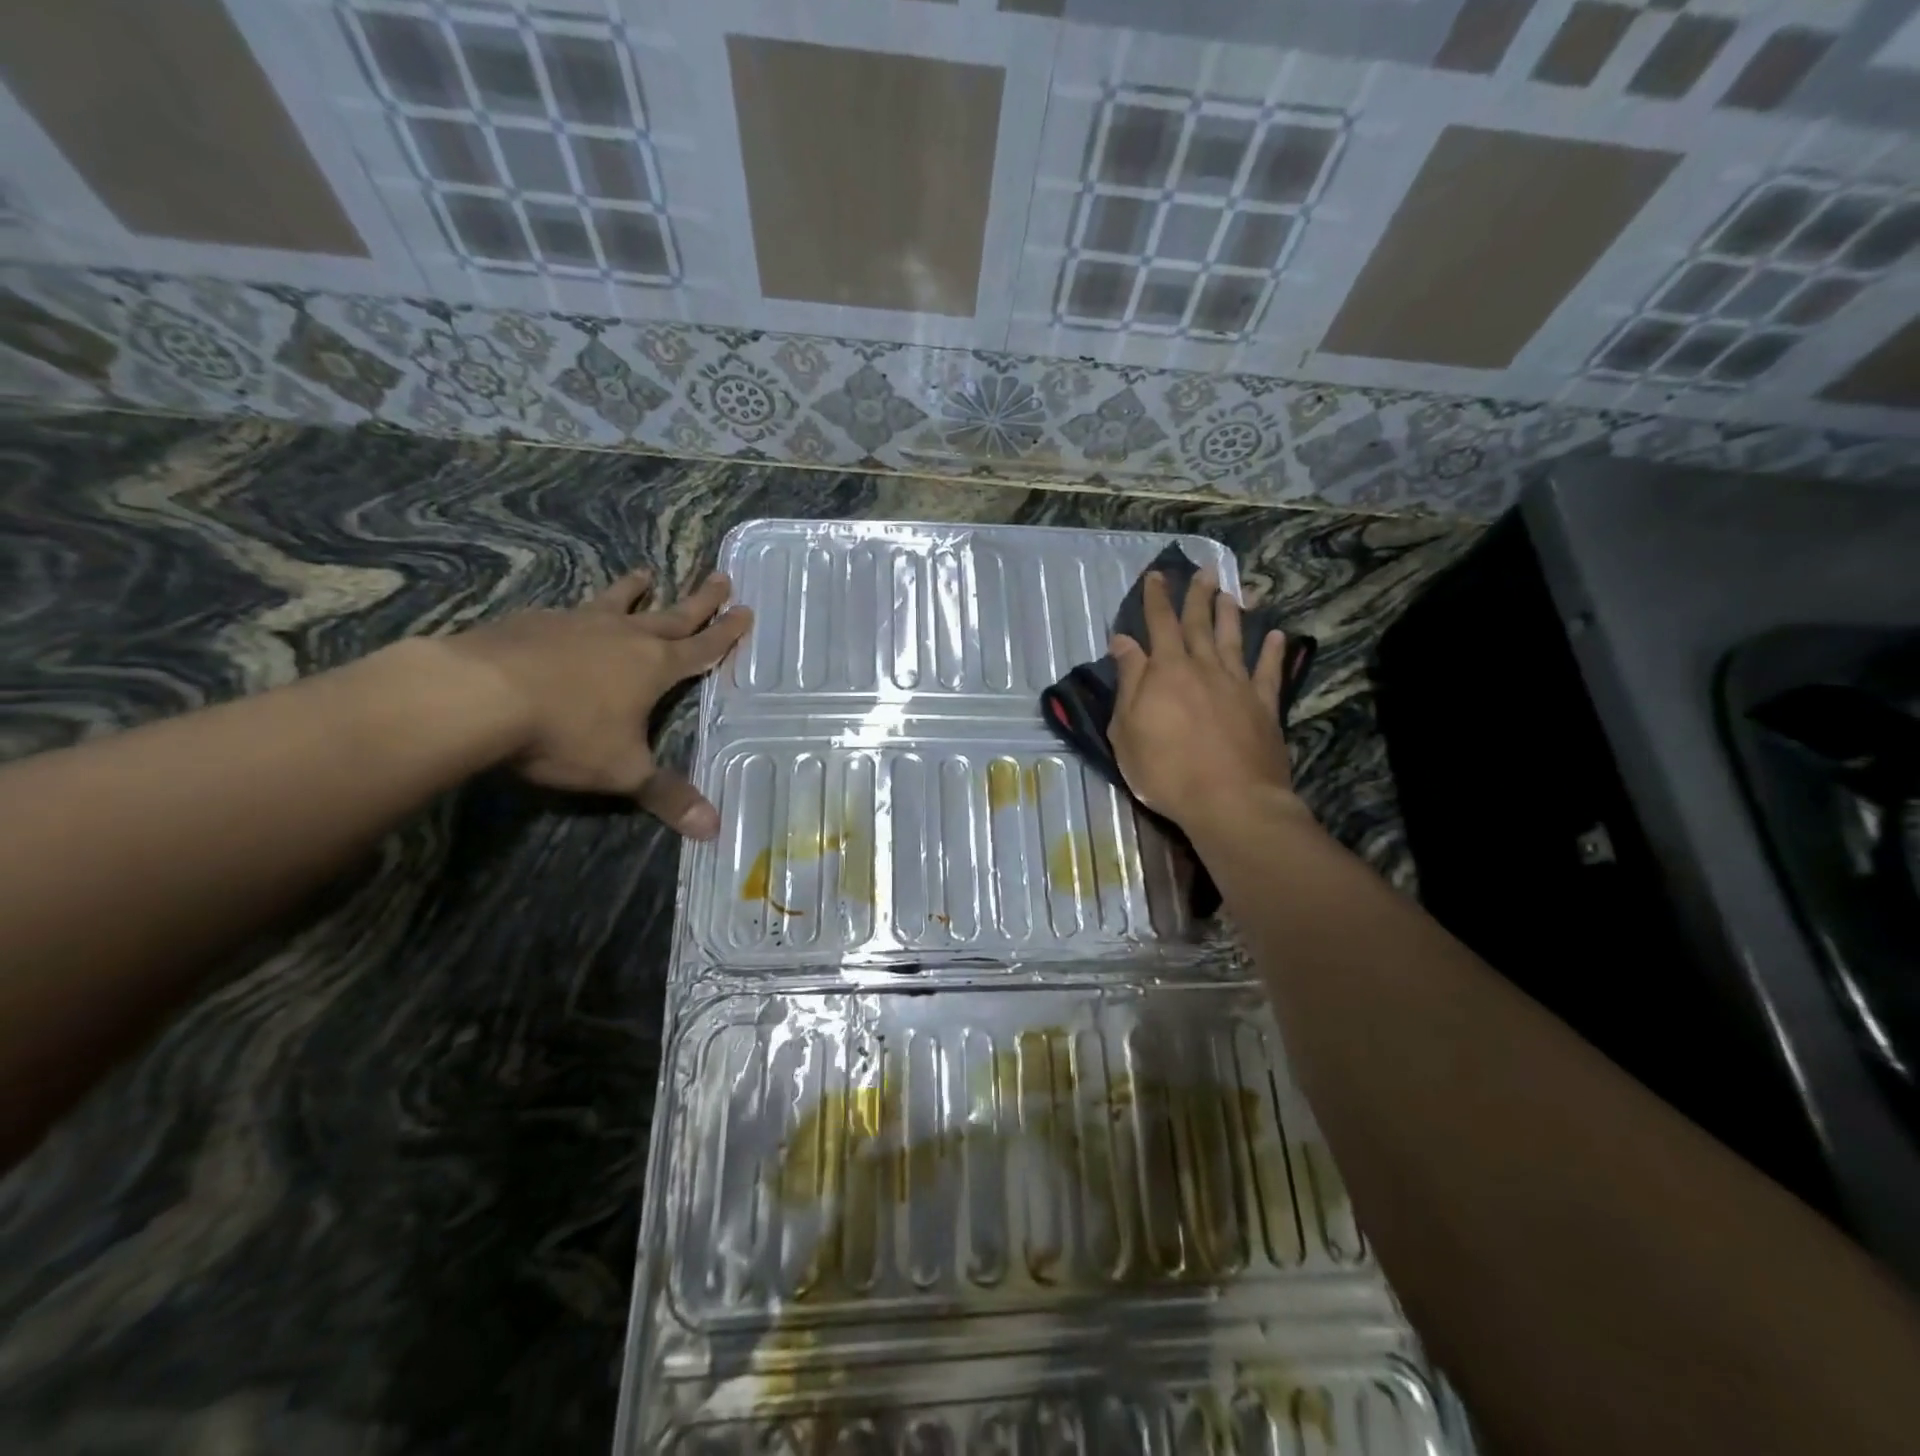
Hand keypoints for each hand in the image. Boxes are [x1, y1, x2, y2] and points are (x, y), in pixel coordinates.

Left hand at [440, 568, 750, 837]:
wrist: (477, 695)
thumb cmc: (566, 732)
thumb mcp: (623, 771)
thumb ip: (667, 795)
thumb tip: (714, 829)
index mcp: (654, 666)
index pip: (702, 647)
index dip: (727, 633)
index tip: (745, 610)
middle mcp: (623, 636)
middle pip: (671, 614)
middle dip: (700, 600)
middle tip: (722, 578)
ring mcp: (577, 623)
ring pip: (617, 602)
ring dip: (635, 590)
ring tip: (645, 573)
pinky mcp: (534, 622)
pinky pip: (569, 611)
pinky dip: (581, 610)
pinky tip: (570, 613)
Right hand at [1109, 570, 1300, 832]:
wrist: (1229, 800)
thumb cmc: (1165, 769)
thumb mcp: (1128, 729)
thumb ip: (1129, 681)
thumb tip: (1123, 641)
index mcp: (1167, 671)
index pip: (1159, 625)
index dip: (1156, 599)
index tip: (1156, 575)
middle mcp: (1204, 668)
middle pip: (1199, 624)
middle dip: (1197, 596)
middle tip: (1203, 571)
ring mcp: (1238, 685)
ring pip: (1234, 639)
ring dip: (1231, 614)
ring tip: (1231, 593)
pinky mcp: (1264, 707)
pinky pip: (1269, 672)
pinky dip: (1273, 652)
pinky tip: (1277, 636)